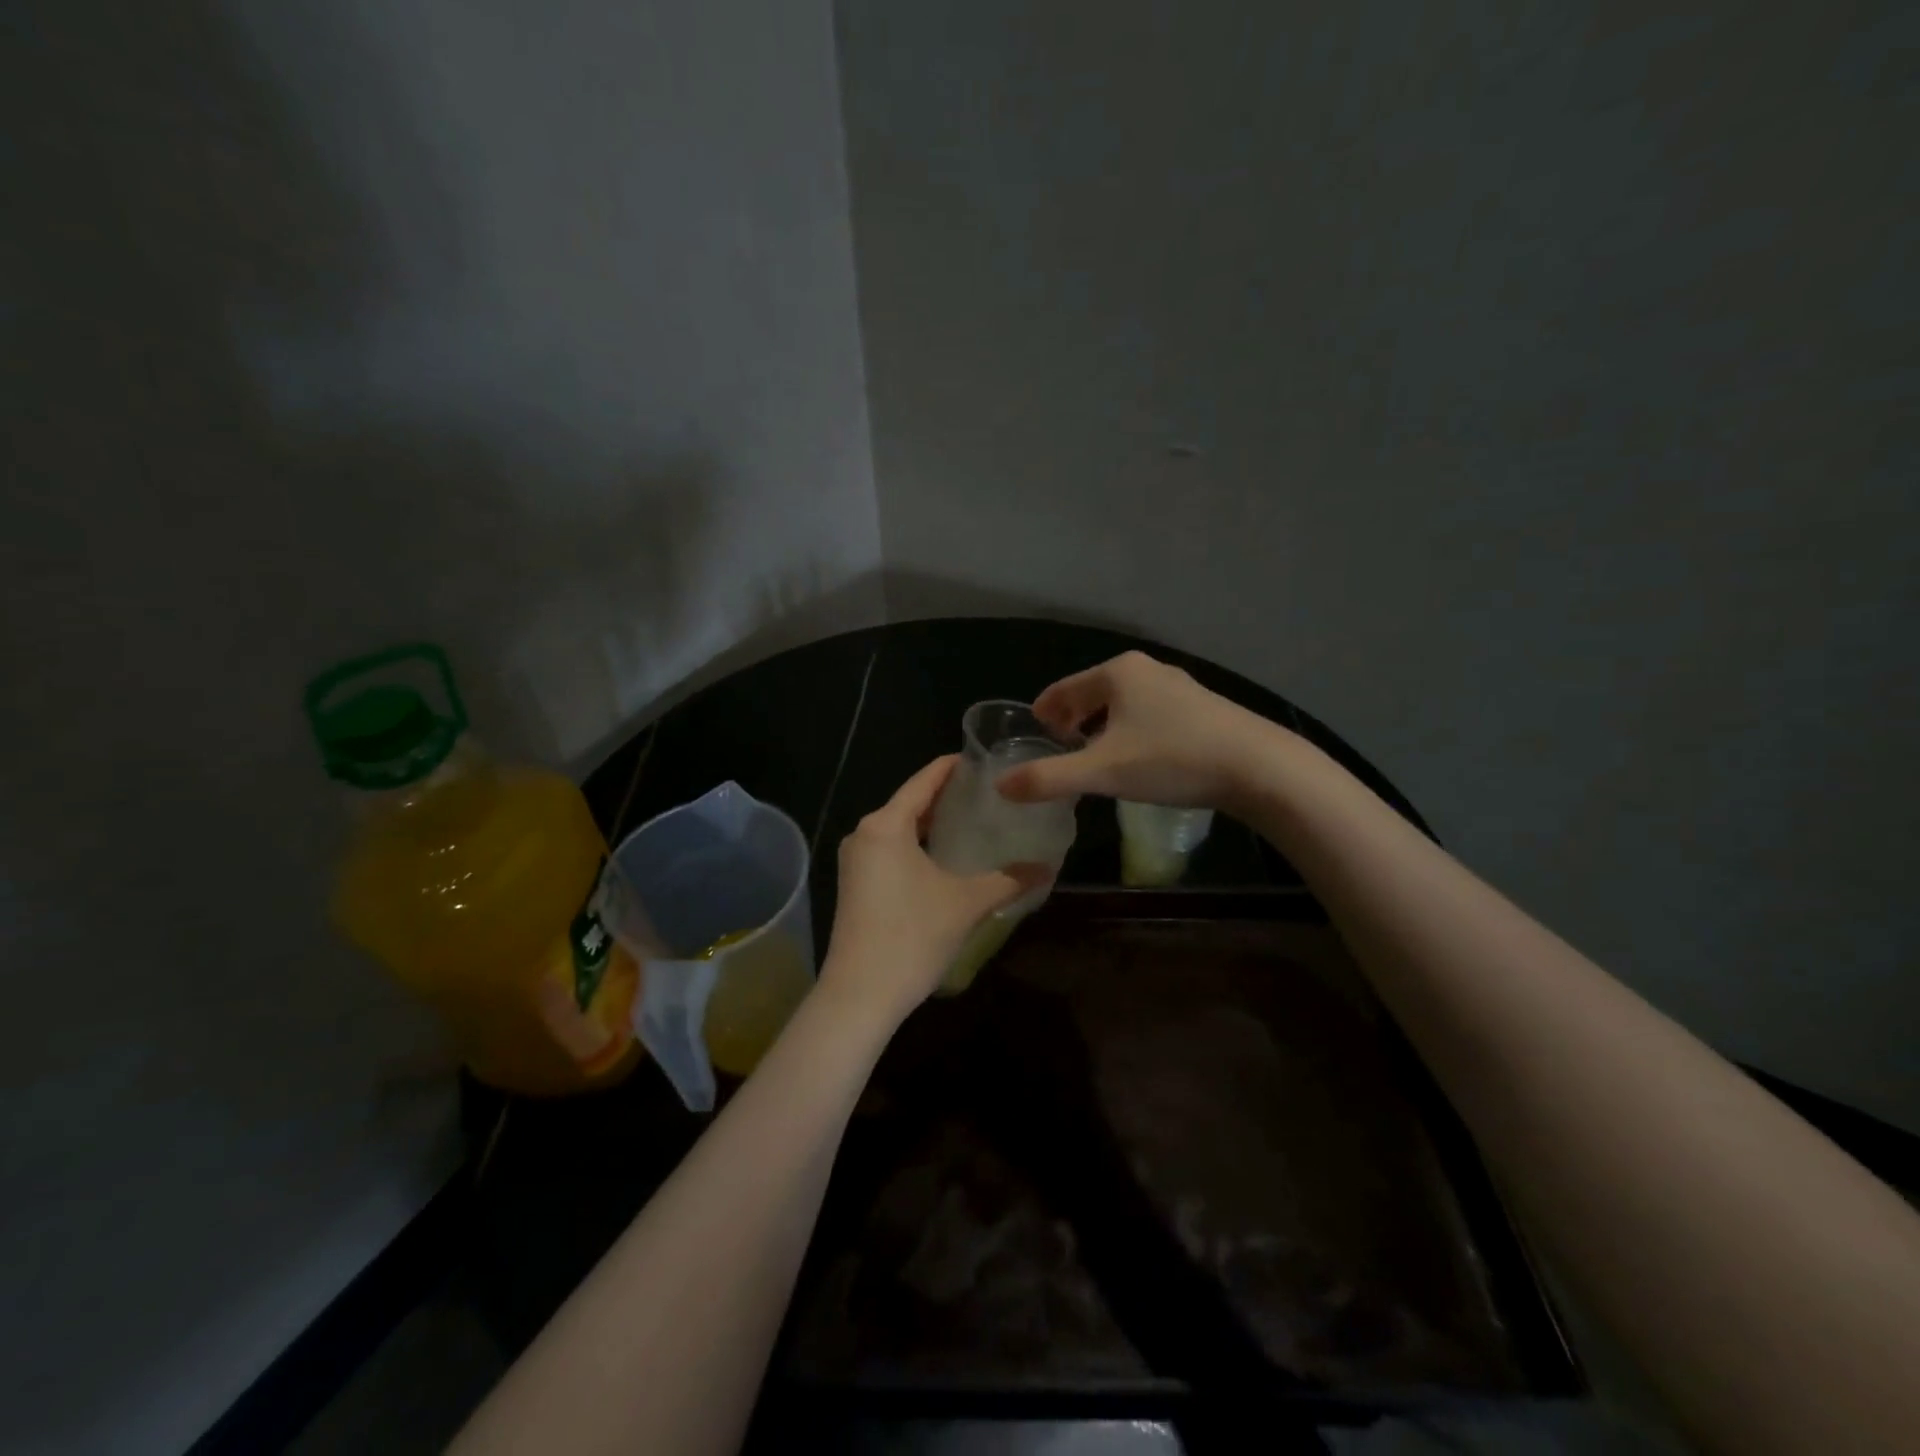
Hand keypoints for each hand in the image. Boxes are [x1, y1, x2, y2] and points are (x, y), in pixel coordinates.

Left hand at [820, 756, 1048, 1026]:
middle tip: (990, 792)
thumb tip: (1047, 867)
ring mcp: (856, 860)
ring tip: (974, 820)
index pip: (925, 780)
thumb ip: (1008, 880)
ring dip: (933, 822)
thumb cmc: (912, 937)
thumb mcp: (966, 904)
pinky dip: (918, 844)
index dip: (954, 767)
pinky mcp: (855, 884)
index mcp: (886, 825)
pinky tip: (945, 856)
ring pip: (900, 827)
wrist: (860, 995)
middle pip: (911, 801)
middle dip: (947, 796)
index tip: (985, 759)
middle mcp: (865, 833)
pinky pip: (890, 849)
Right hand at [998, 651, 1280, 810]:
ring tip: (1096, 758)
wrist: (1258, 767)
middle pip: (1092, 693)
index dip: (1044, 712)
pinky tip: (1140, 759)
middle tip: (1060, 751)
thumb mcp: (1103, 772)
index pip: (1063, 689)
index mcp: (1117, 673)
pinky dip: (1131, 731)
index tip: (1034, 735)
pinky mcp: (1202, 707)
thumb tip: (1000, 786)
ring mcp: (1178, 686)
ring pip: (1123, 704)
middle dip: (1072, 721)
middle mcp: (1146, 670)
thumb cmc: (1172, 760)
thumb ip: (1048, 778)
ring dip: (1102, 728)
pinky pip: (1149, 713)